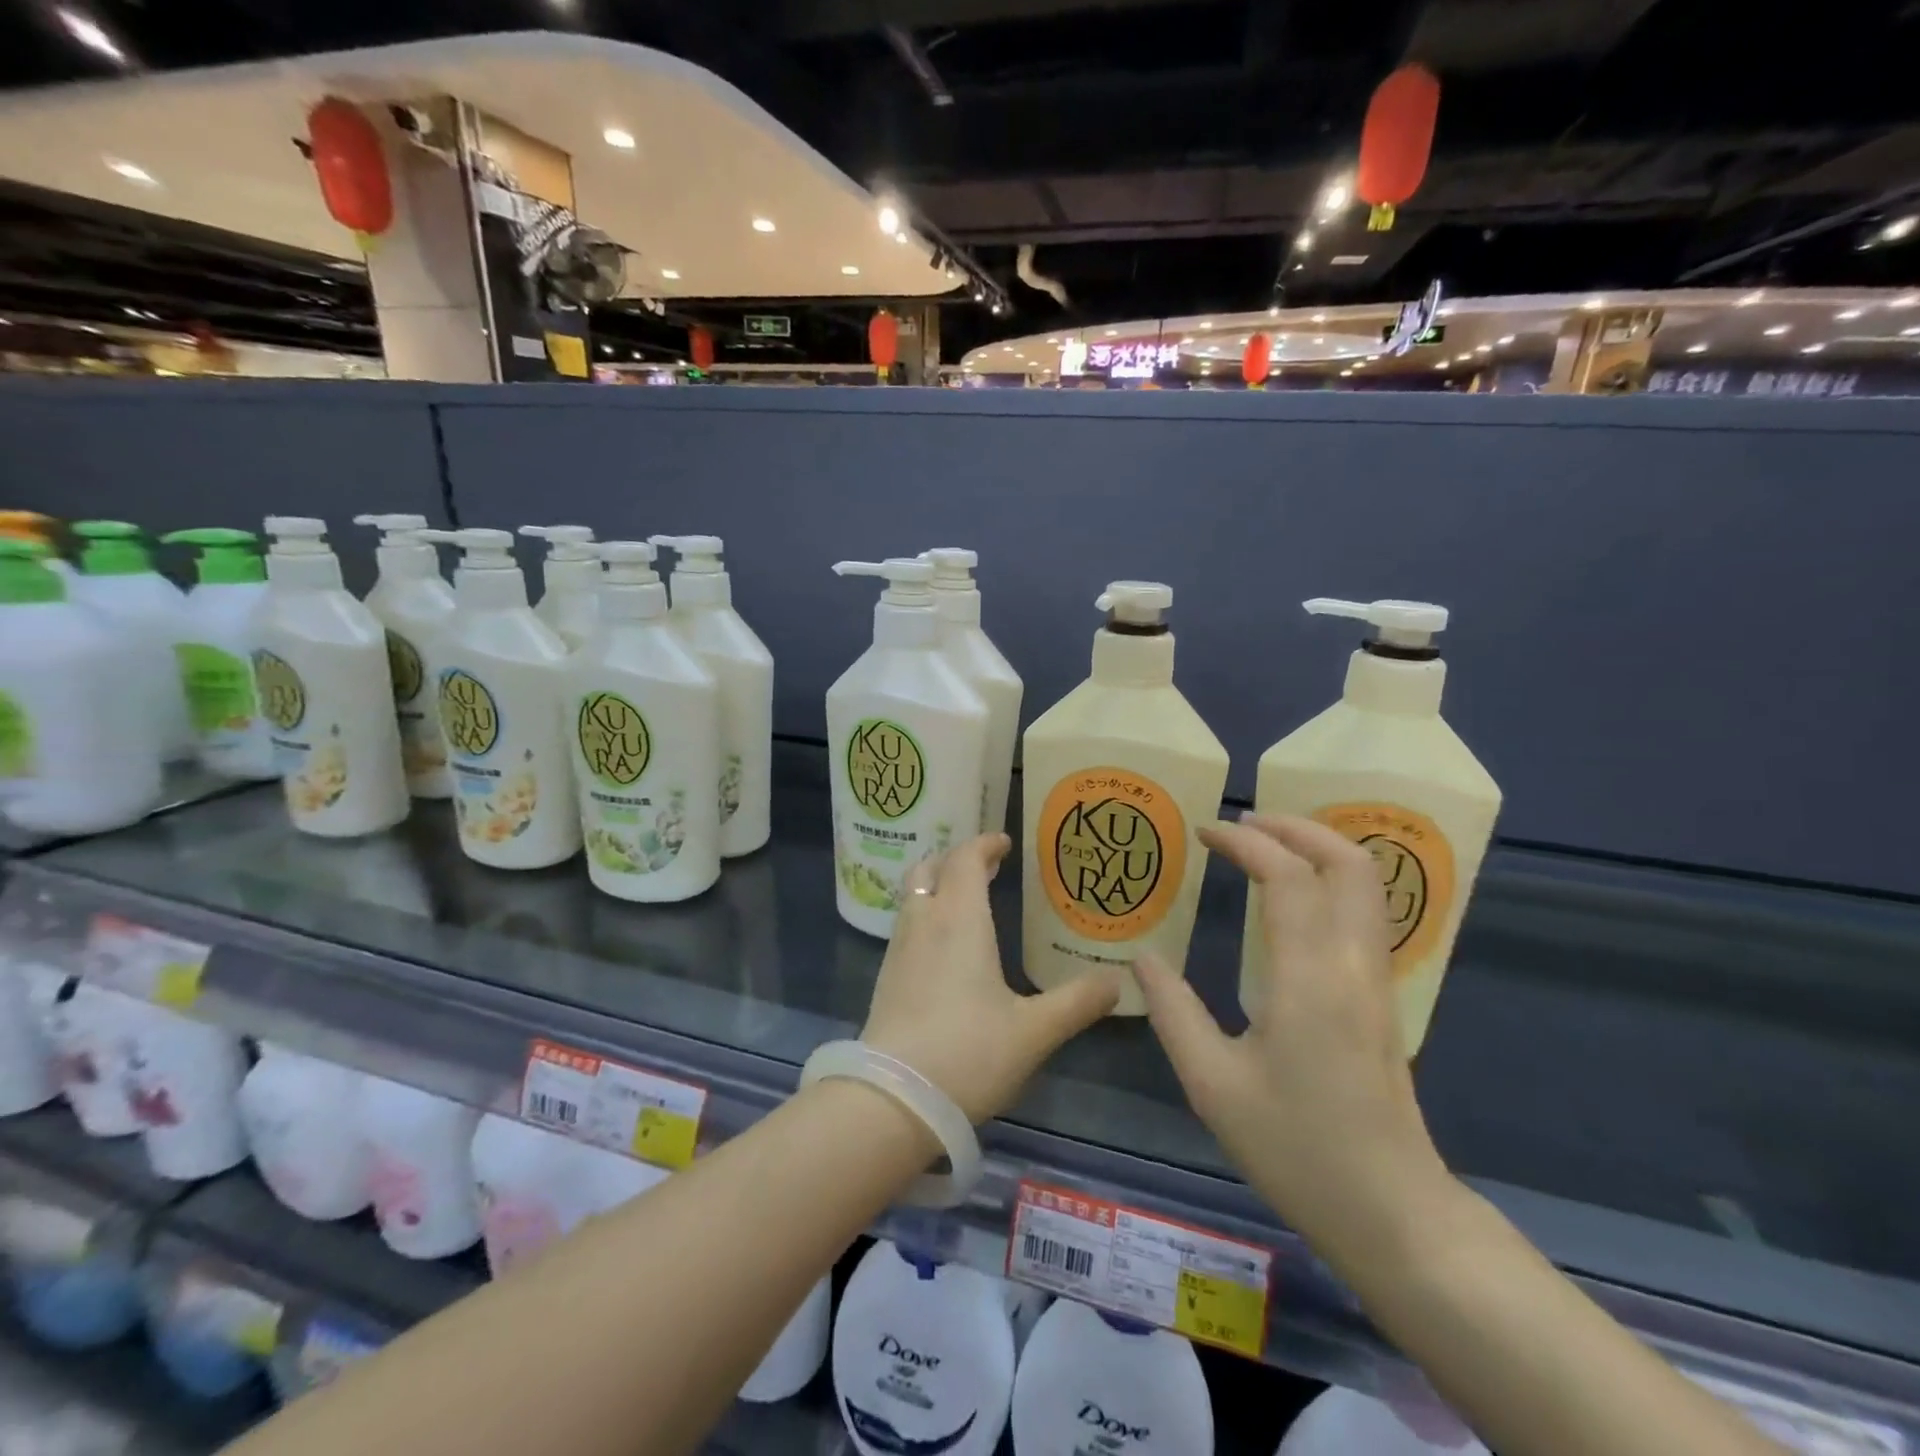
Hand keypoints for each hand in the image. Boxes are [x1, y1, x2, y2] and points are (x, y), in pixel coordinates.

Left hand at [860, 833, 1121, 1122]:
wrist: (892, 1099)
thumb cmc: (969, 1053)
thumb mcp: (1034, 1030)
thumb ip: (1077, 1002)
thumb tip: (1117, 980)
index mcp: (960, 919)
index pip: (966, 859)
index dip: (984, 844)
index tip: (1005, 844)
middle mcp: (924, 922)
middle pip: (930, 868)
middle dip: (957, 859)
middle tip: (987, 867)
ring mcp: (899, 948)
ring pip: (913, 895)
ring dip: (938, 884)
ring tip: (967, 899)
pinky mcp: (887, 976)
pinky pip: (907, 923)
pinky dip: (926, 913)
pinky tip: (945, 945)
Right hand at [1132, 814, 1448, 1244]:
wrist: (1392, 1213)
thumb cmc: (1296, 1147)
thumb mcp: (1212, 1084)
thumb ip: (1173, 1011)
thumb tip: (1142, 957)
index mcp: (1310, 978)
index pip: (1287, 876)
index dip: (1246, 841)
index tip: (1204, 831)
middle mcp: (1353, 965)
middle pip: (1349, 863)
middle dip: (1297, 827)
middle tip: (1244, 823)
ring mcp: (1377, 980)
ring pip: (1367, 885)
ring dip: (1319, 849)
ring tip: (1264, 848)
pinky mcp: (1382, 998)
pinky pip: (1364, 913)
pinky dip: (1329, 881)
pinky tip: (1290, 898)